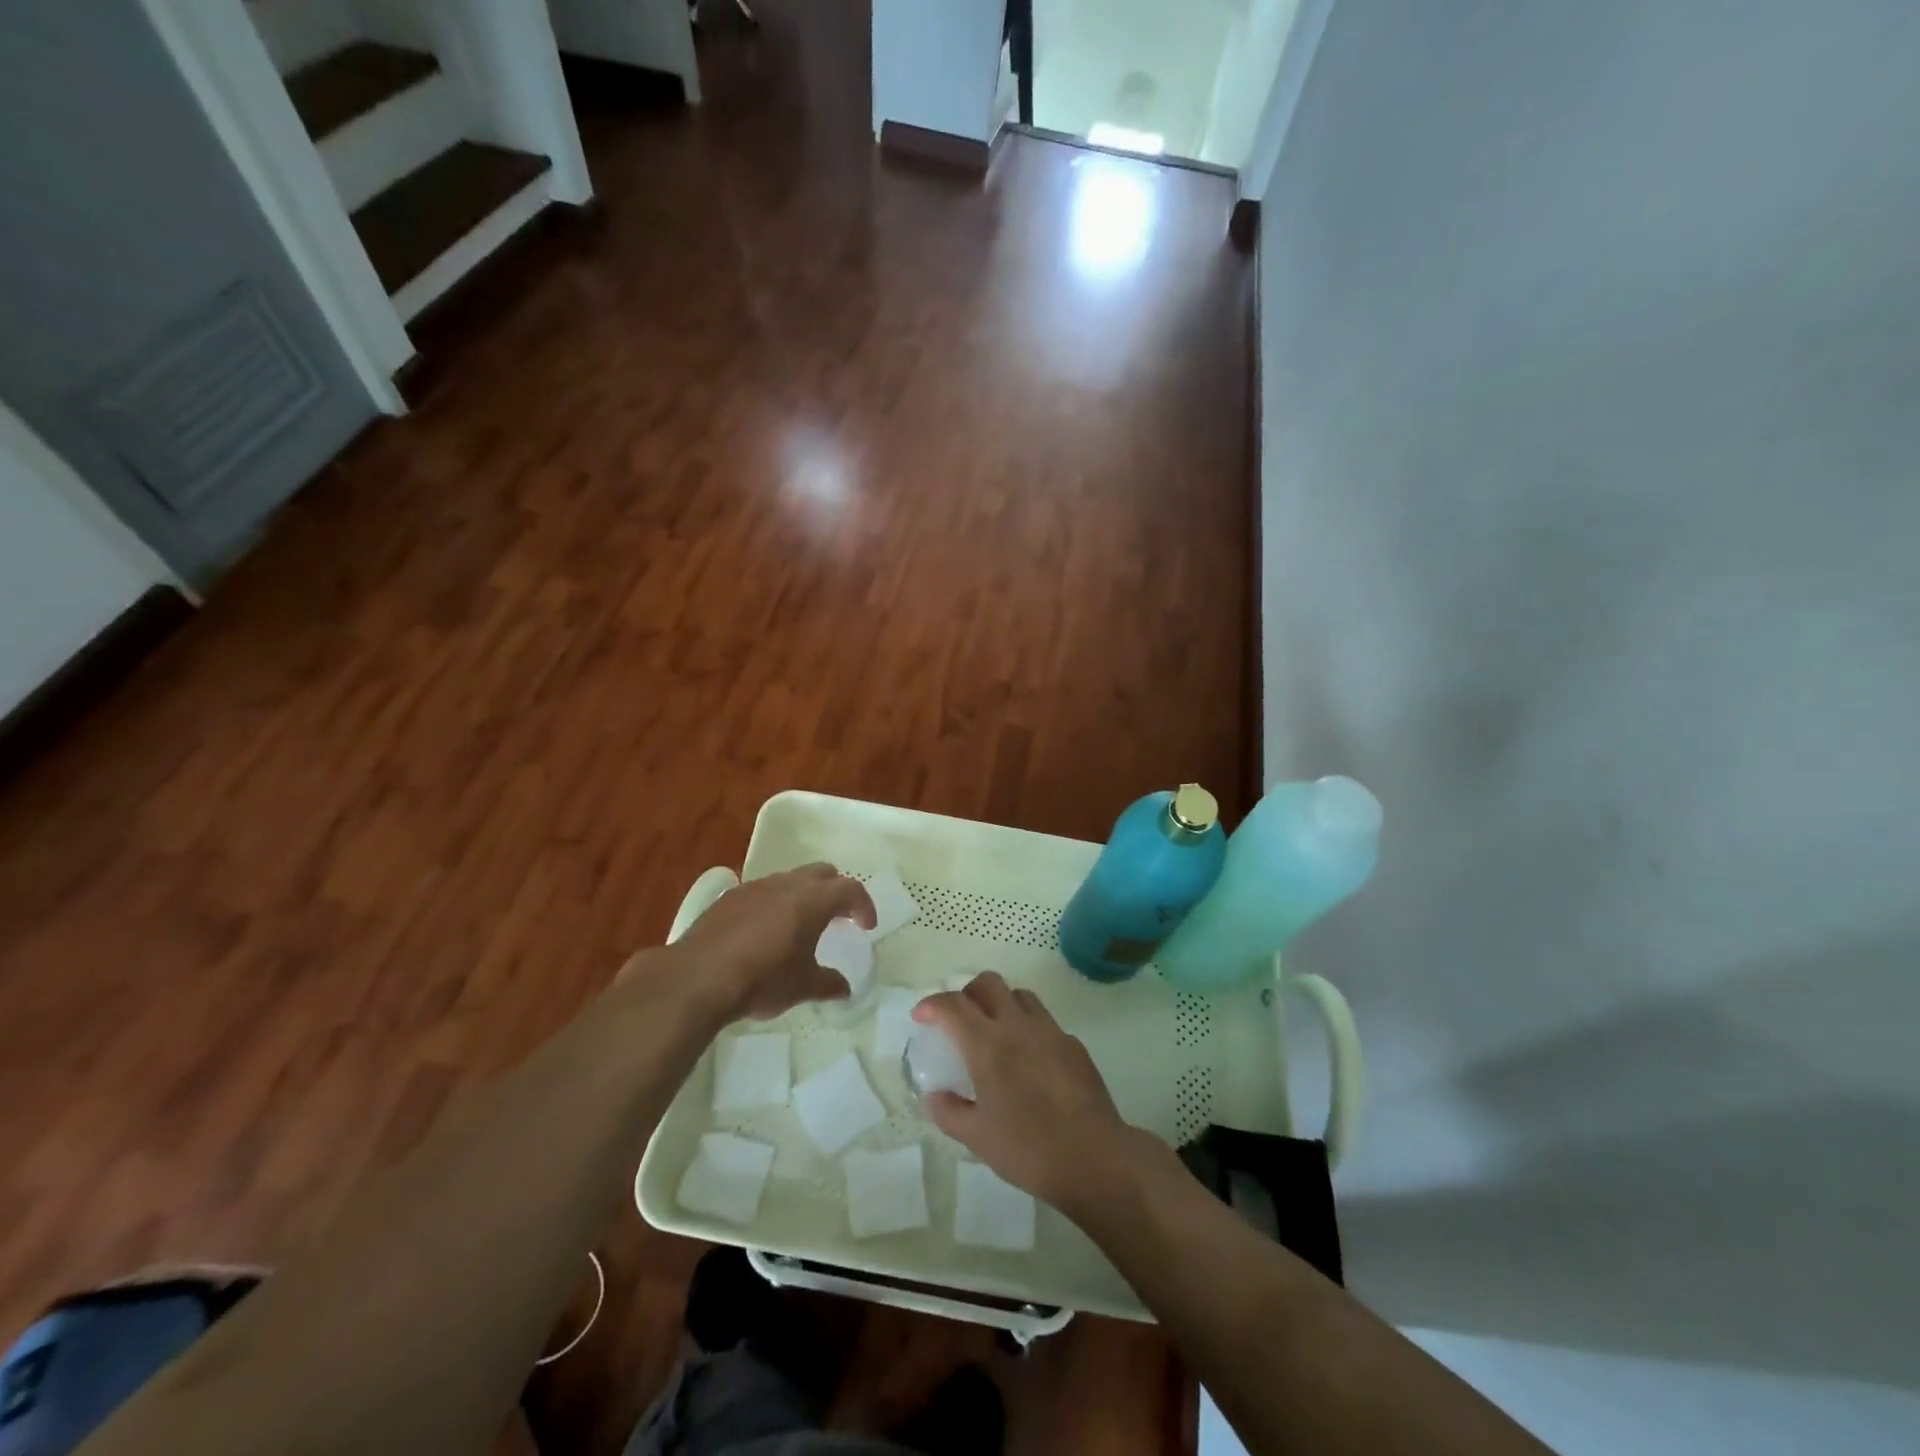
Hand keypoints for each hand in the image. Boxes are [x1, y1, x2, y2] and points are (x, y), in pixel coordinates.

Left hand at [672, 864, 874, 1020]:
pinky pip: (762, 891)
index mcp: (812, 900)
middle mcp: (786, 884)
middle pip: (822, 873)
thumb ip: (828, 984)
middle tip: (838, 918)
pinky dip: (775, 903)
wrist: (698, 978)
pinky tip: (765, 932)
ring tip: (801, 925)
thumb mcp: (802, 987)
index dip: (864, 905)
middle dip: (835, 891)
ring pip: (790, 879)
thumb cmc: (762, 980)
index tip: (866, 926)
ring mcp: (754, 887)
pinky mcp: (728, 898)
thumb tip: (845, 989)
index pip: (850, 889)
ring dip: (803, 895)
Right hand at [911, 972, 1150, 1214]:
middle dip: (968, 993)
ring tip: (995, 1033)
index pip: (953, 1005)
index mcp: (988, 1045)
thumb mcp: (977, 1138)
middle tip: (959, 1019)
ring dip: (1001, 1004)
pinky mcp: (1074, 1045)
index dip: (932, 1004)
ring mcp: (1050, 1031)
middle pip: (989, 983)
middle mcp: (1018, 1026)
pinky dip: (1029, 1029)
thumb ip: (949, 1112)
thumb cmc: (1027, 1148)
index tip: (922, 1017)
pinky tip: (1030, 1061)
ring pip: (1020, 995)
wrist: (1093, 1157)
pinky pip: (1045, 1023)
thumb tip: (934, 1096)